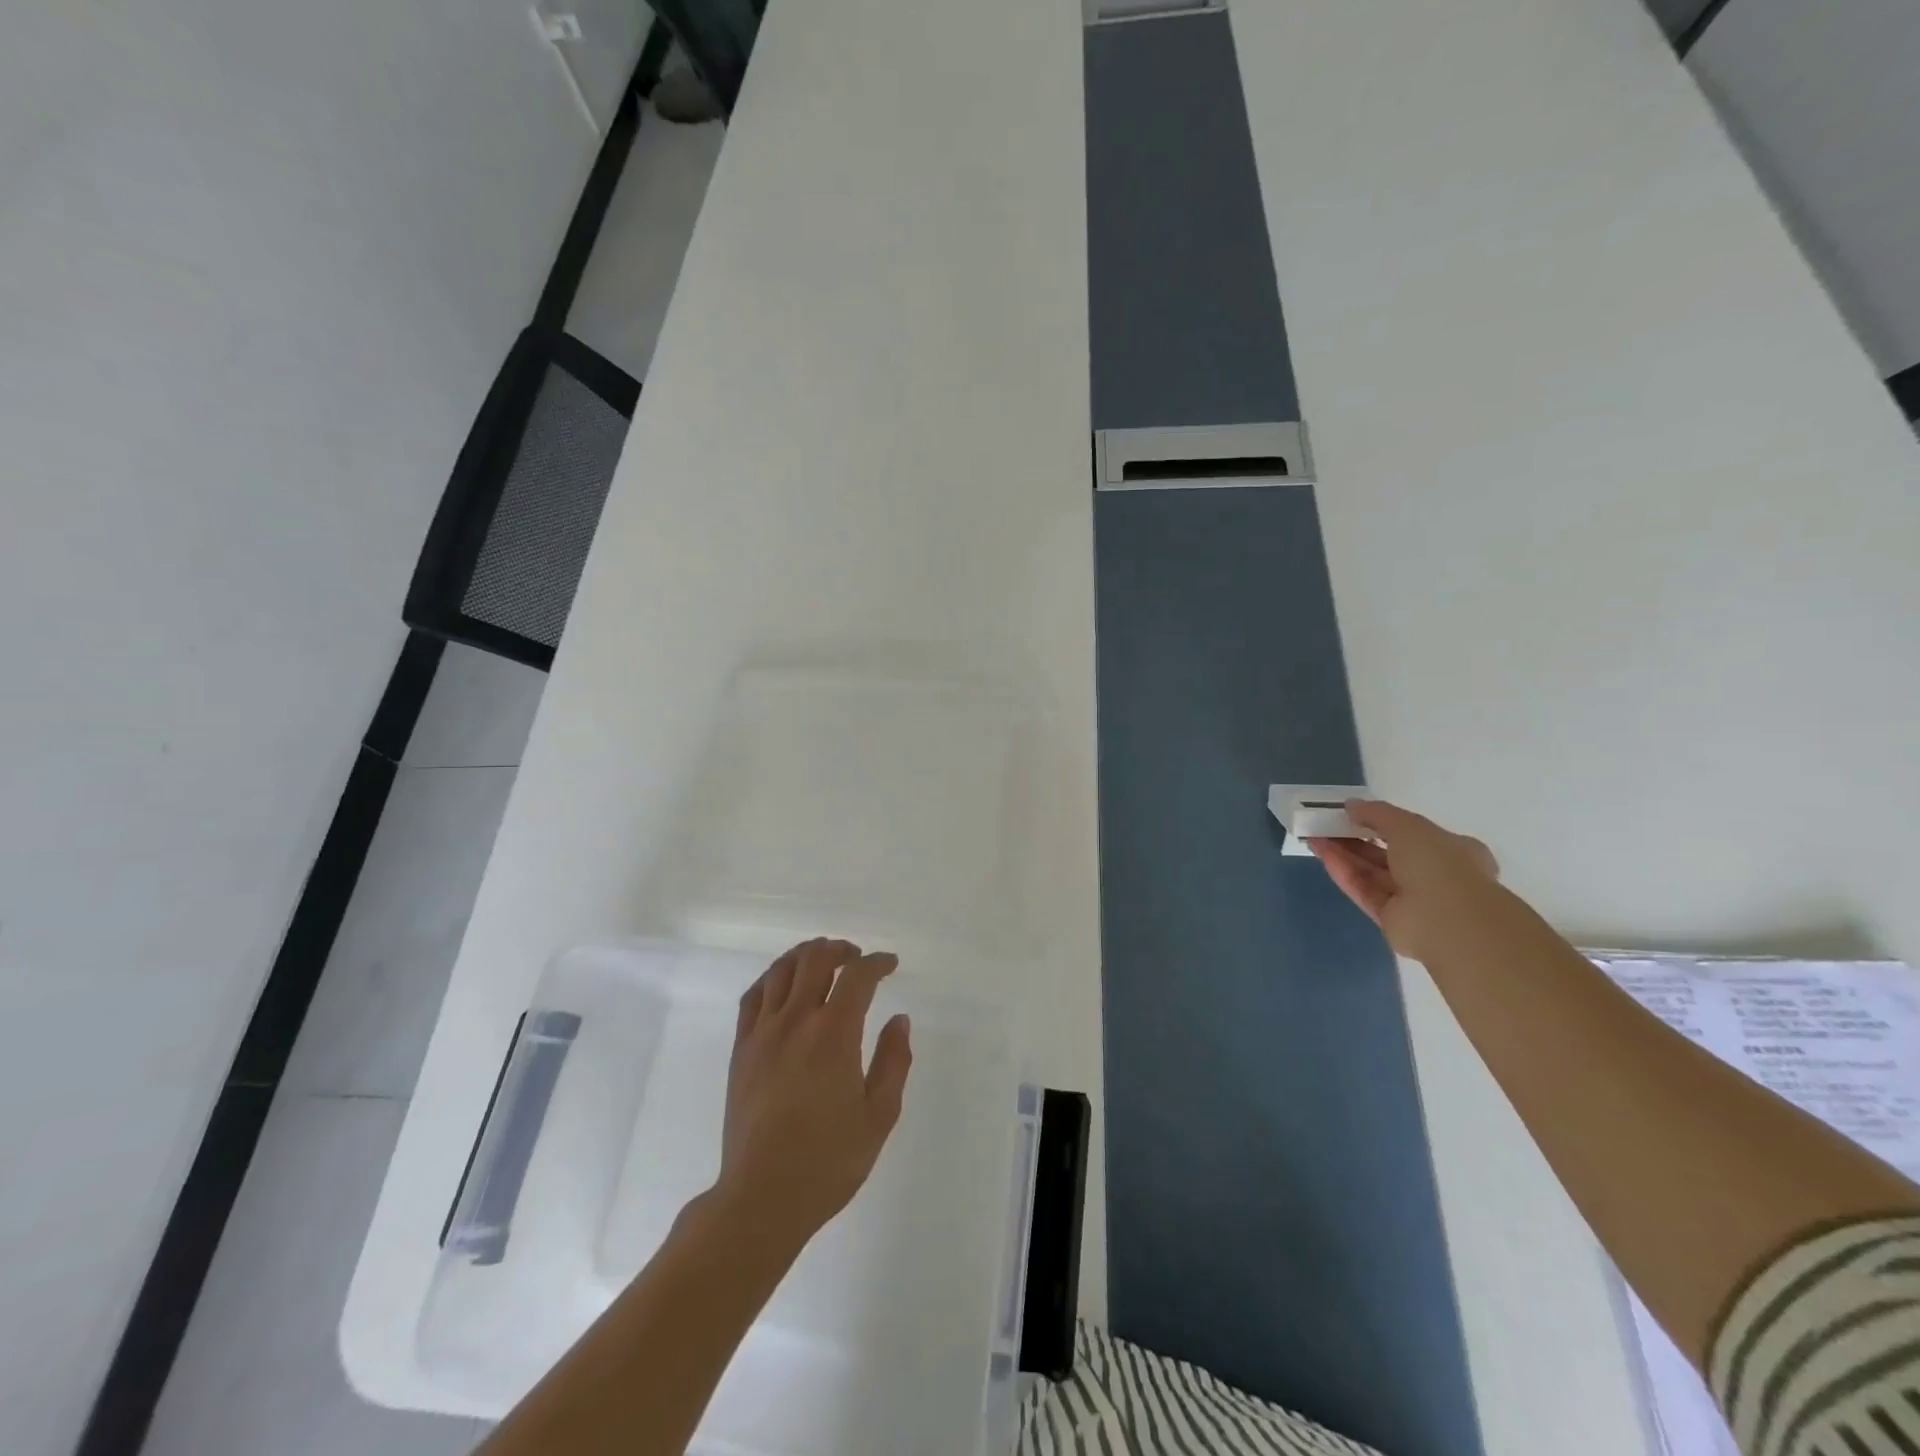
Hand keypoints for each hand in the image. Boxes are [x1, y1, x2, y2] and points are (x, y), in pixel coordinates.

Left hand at [713, 938, 912, 1257]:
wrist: (762, 1198)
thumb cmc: (828, 1161)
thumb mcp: (879, 1116)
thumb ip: (894, 1062)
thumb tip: (899, 1020)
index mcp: (834, 1034)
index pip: (857, 976)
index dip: (877, 963)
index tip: (890, 965)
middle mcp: (796, 1021)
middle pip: (815, 960)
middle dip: (841, 949)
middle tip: (857, 958)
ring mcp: (763, 1033)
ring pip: (781, 970)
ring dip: (806, 955)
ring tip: (822, 961)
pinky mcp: (741, 1049)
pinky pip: (753, 996)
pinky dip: (772, 978)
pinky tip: (783, 985)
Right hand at [1309, 799, 1505, 963]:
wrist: (1449, 922)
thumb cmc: (1438, 864)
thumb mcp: (1408, 825)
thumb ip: (1377, 813)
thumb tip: (1351, 805)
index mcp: (1452, 851)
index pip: (1413, 834)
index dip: (1382, 822)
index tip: (1354, 814)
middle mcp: (1434, 875)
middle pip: (1387, 853)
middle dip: (1356, 838)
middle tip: (1326, 824)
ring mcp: (1413, 900)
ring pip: (1372, 872)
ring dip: (1344, 854)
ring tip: (1315, 837)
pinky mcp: (1391, 919)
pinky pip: (1365, 890)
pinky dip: (1344, 872)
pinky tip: (1323, 855)